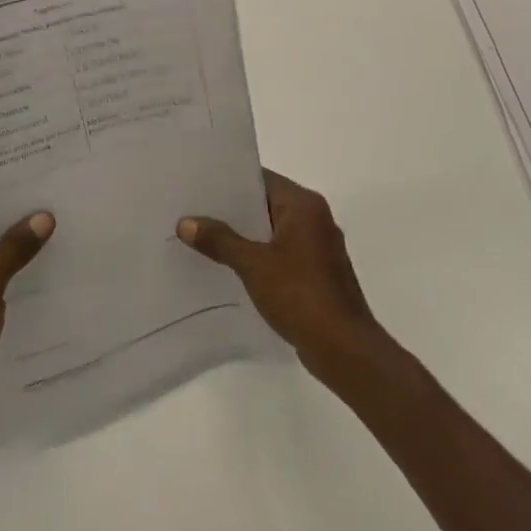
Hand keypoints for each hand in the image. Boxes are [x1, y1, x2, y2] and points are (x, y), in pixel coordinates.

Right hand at [179, 170, 378, 377]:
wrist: (345, 351)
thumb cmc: (301, 295)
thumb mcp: (253, 265)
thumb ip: (220, 240)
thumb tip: (185, 222)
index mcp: (304, 205)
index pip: (260, 179)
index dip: (228, 180)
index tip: (196, 183)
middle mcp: (314, 218)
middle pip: (265, 203)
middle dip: (231, 210)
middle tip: (191, 210)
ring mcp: (318, 247)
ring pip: (271, 230)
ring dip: (243, 235)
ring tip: (202, 237)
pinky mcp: (316, 273)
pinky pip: (279, 253)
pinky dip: (257, 256)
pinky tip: (228, 266)